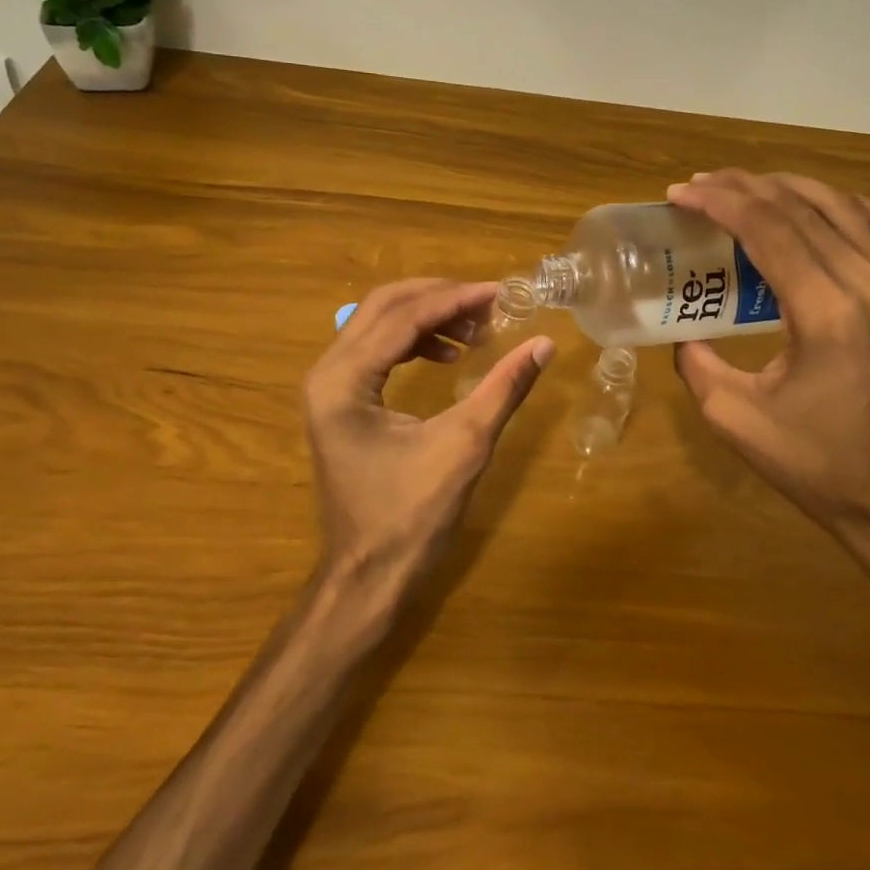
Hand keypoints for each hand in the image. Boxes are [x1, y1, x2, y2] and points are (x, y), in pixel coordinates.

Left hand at [304, 279, 553, 604]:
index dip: (456, 300)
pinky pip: (377, 352)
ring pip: (379, 325)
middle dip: (439, 299)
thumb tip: (544, 344)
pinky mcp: (339, 403)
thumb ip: (503, 388)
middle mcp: (325, 373)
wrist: (368, 576)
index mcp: (343, 380)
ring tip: (477, 332)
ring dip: (429, 319)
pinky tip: (450, 357)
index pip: (403, 317)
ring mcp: (328, 388)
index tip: (501, 292)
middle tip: (489, 304)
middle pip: (384, 307)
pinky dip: (415, 343)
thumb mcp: (464, 446)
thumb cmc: (411, 517)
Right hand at [667, 171, 869, 593]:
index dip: (719, 201)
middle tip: (699, 187)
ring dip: (788, 188)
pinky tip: (821, 209)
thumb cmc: (815, 464)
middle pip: (800, 207)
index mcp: (826, 313)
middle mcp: (869, 284)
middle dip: (742, 187)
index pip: (768, 228)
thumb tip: (683, 332)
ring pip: (842, 205)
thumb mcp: (733, 418)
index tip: (679, 193)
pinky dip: (847, 205)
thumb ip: (697, 364)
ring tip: (745, 189)